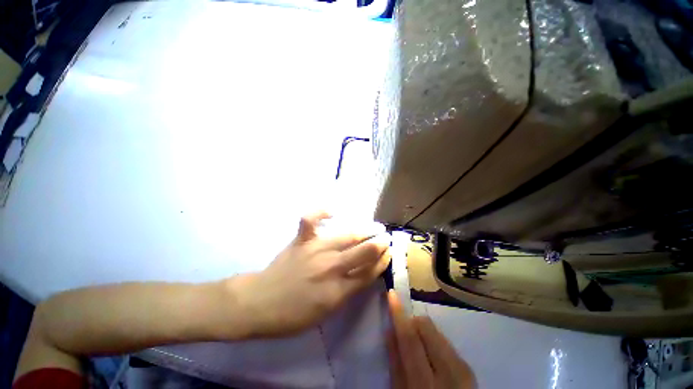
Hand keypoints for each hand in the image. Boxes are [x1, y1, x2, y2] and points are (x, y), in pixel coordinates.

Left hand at [229, 212, 390, 337]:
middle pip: (363, 251)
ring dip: (364, 230)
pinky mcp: (301, 240)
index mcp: (338, 290)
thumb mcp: (326, 312)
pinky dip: (321, 213)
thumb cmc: (293, 315)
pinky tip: (332, 211)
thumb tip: (363, 275)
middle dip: (379, 243)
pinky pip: (311, 220)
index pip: (369, 272)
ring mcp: (315, 249)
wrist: (259, 303)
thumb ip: (347, 292)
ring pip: (347, 236)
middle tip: (385, 238)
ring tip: (374, 227)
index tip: (389, 254)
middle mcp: (331, 267)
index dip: (382, 262)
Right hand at [387, 291, 476, 388]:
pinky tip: (433, 357)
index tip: (392, 293)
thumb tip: (390, 329)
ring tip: (420, 350)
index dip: (398, 314)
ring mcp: (463, 369)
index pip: (409, 339)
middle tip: (406, 331)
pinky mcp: (469, 367)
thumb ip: (395, 362)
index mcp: (425, 383)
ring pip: (436, 331)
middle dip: (412, 321)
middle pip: (426, 327)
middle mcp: (448, 371)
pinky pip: (446, 342)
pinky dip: (434, 342)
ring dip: (423, 332)